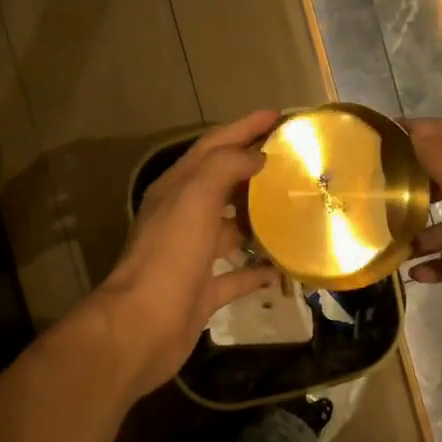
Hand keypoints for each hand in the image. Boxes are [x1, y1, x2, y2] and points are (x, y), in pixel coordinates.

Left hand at [92, 110, 280, 397]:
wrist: (143, 325)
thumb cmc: (169, 256)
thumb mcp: (194, 199)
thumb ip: (224, 168)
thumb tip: (256, 155)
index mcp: (176, 189)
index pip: (213, 147)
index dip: (243, 127)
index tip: (278, 115)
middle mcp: (182, 217)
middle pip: (223, 185)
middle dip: (256, 171)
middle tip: (296, 163)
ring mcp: (192, 256)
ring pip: (231, 229)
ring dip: (260, 219)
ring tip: (298, 210)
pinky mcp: (203, 291)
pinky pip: (237, 275)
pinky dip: (259, 269)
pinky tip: (285, 266)